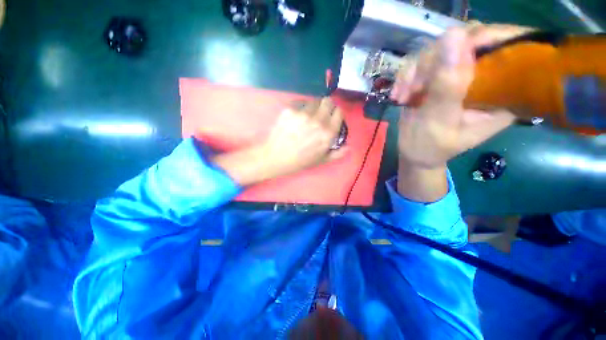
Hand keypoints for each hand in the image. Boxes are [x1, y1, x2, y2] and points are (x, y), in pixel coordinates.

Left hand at [213, 97, 346, 186]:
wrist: (276, 157)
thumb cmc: (300, 161)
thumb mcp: (321, 160)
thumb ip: (337, 153)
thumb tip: (349, 147)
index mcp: (328, 133)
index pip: (339, 112)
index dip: (336, 114)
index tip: (332, 117)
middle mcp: (318, 121)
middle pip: (328, 101)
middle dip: (327, 106)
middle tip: (320, 114)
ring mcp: (303, 113)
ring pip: (314, 101)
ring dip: (313, 107)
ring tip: (306, 117)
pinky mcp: (290, 109)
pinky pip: (300, 103)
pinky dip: (300, 108)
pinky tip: (295, 118)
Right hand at [391, 24, 531, 168]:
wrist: (414, 153)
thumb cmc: (430, 147)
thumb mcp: (439, 121)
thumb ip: (447, 85)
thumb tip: (453, 35)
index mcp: (503, 92)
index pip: (506, 46)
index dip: (479, 39)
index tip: (447, 51)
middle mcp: (486, 78)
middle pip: (466, 43)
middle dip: (433, 64)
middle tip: (414, 89)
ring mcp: (459, 76)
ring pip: (439, 51)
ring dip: (414, 74)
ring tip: (403, 97)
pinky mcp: (439, 77)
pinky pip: (422, 63)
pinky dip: (406, 78)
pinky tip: (399, 95)